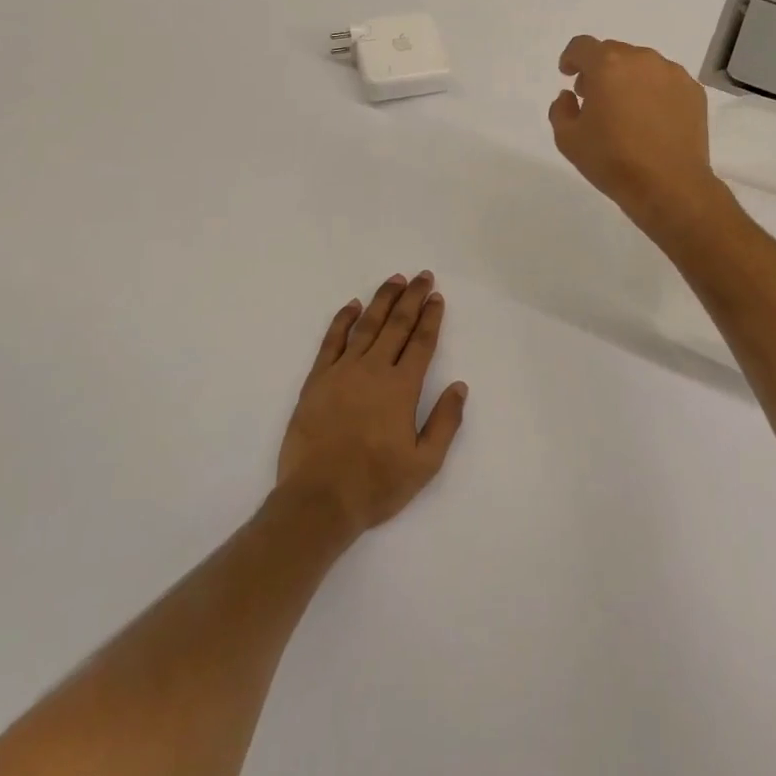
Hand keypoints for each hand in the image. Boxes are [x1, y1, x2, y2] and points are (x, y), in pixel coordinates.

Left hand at [276, 273, 467, 537]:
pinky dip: (343, 320)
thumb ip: (445, 422)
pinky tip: (352, 305)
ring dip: (382, 300)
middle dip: (411, 298)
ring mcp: (342, 372)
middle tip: (422, 276)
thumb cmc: (376, 484)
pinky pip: (331, 341)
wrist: (318, 500)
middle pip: (396, 325)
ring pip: (366, 326)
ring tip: (394, 280)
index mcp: (401, 388)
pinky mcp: (317, 380)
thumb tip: (459, 386)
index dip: (430, 317)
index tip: (436, 297)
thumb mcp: (424, 464)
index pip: (420, 342)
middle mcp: (373, 370)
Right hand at [548, 36, 728, 235]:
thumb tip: (570, 96)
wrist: (669, 185)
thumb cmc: (612, 161)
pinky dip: (654, 92)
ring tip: (626, 111)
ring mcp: (672, 74)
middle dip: (600, 70)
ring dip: (628, 80)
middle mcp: (642, 60)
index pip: (582, 46)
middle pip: (613, 53)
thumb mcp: (568, 139)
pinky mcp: (693, 92)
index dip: (571, 58)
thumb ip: (561, 109)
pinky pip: (666, 82)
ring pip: (642, 66)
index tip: (568, 74)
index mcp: (608, 65)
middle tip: (595, 99)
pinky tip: (652, 121)